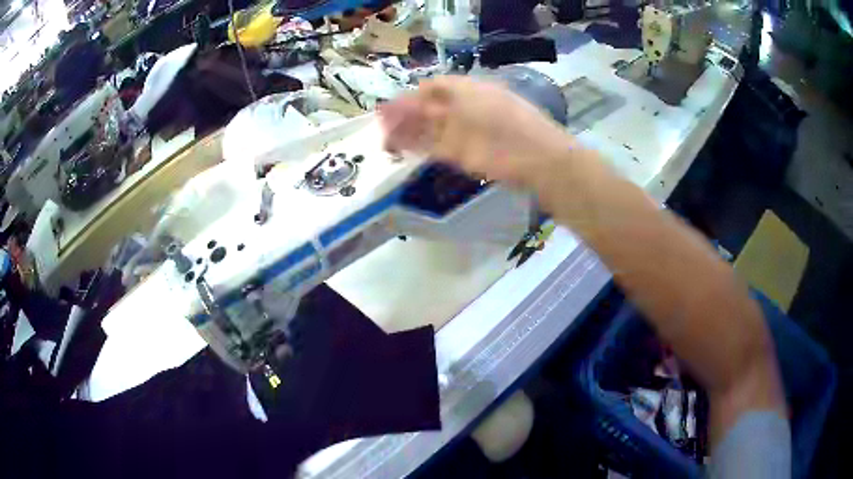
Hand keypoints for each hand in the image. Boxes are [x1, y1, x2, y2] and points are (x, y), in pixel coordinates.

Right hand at [379, 76, 575, 189]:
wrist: (538, 160)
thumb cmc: (509, 124)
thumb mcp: (476, 99)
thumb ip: (444, 98)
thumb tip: (415, 96)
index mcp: (469, 91)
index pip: (433, 88)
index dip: (411, 95)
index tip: (391, 106)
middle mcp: (464, 110)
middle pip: (428, 109)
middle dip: (404, 114)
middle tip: (382, 124)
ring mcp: (463, 133)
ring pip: (428, 129)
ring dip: (406, 131)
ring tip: (386, 139)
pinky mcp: (462, 155)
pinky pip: (433, 147)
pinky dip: (416, 147)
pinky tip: (401, 148)